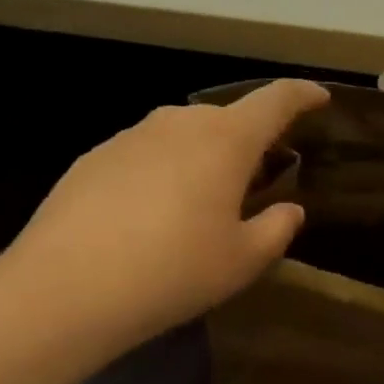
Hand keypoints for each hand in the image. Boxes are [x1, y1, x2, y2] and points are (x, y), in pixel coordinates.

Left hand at [0, 79, 328, 356]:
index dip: (302, 95)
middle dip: (248, 143)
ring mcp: (132, 135)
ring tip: (198, 204)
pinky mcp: (96, 156)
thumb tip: (290, 210)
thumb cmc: (172, 271)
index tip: (319, 97)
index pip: (276, 100)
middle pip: (227, 120)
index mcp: (226, 140)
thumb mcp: (240, 262)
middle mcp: (180, 122)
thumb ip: (276, 229)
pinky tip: (148, 217)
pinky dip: (161, 172)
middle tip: (254, 183)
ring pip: (183, 136)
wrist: (65, 288)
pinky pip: (146, 154)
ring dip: (202, 158)